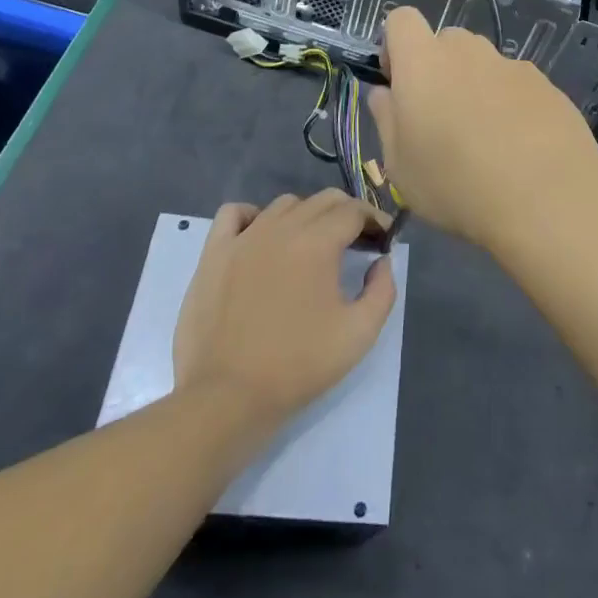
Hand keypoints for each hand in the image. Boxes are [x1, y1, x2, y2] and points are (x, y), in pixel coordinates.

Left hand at [173, 192, 396, 429]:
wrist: (228, 397)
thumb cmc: (297, 366)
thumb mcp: (359, 334)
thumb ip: (382, 290)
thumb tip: (382, 261)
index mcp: (317, 242)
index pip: (354, 211)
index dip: (375, 220)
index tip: (383, 239)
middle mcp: (281, 228)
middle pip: (323, 200)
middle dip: (347, 213)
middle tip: (356, 241)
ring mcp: (244, 237)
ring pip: (284, 205)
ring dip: (306, 215)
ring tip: (312, 244)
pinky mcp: (214, 253)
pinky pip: (234, 213)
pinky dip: (253, 215)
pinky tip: (261, 236)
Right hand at [368, 6, 597, 249]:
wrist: (547, 199)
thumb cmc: (456, 185)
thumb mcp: (400, 166)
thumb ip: (386, 119)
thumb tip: (385, 93)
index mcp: (424, 62)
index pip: (402, 19)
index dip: (394, 45)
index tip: (399, 84)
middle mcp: (468, 51)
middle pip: (446, 41)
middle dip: (438, 68)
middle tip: (441, 119)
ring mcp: (512, 65)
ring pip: (483, 62)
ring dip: (475, 86)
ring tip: (485, 139)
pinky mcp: (546, 84)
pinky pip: (516, 84)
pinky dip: (511, 103)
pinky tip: (520, 146)